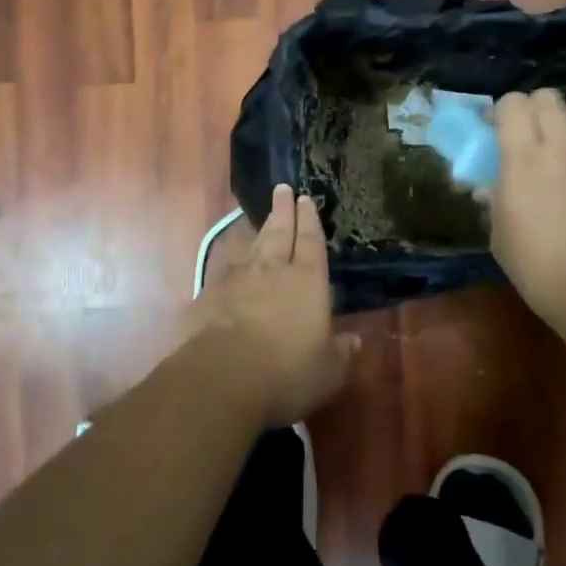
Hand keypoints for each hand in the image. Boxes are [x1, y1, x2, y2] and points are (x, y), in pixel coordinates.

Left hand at [178, 186, 355, 425]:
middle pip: (279, 232)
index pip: (310, 241)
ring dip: (259, 231)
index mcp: (307, 281)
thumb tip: (355, 340)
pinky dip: (233, 263)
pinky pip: (226, 270)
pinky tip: (231, 266)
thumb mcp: (327, 371)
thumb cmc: (286, 373)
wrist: (221, 377)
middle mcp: (272, 270)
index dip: (309, 219)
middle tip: (282, 189)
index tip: (305, 198)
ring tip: (264, 220)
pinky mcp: (209, 294)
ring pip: (252, 246)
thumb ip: (341, 352)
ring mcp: (237, 279)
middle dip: (282, 210)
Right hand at [491, 90, 565, 322]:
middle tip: (524, 137)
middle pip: (545, 97)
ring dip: (561, 123)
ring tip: (558, 149)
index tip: (494, 133)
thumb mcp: (498, 231)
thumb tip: (493, 183)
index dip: (500, 113)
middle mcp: (559, 144)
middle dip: (530, 110)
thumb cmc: (536, 266)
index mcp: (521, 158)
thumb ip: (495, 196)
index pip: (511, 104)